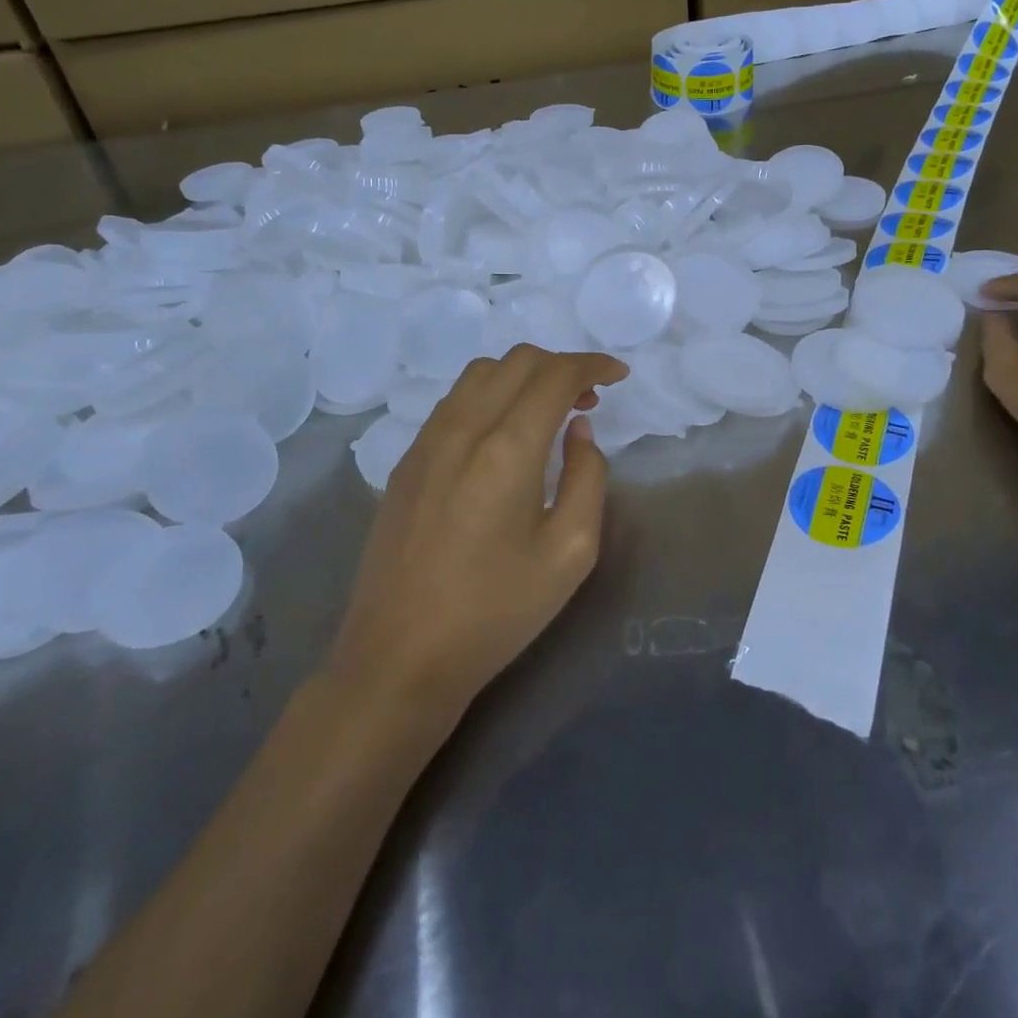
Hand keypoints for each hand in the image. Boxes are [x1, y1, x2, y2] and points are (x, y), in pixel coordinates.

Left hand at [330, 345, 628, 714]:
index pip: (554, 375)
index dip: (592, 365)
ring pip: (481, 373)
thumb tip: (578, 431)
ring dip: (524, 375)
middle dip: (562, 365)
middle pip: (517, 360)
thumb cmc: (495, 611)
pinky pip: (455, 401)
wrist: (399, 656)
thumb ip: (587, 477)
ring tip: (550, 411)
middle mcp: (462, 429)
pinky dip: (492, 394)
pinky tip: (505, 433)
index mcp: (506, 449)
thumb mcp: (569, 552)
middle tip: (590, 398)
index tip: (619, 376)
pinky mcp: (407, 461)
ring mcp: (427, 442)